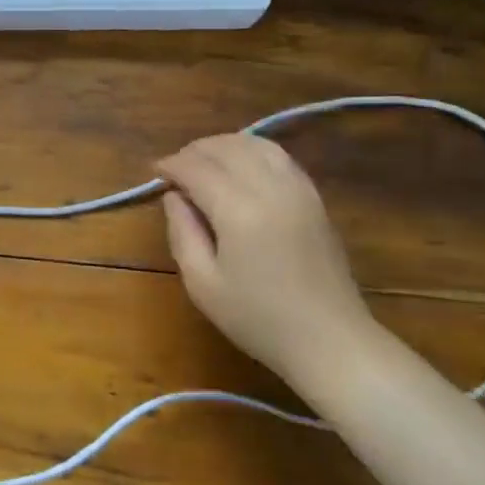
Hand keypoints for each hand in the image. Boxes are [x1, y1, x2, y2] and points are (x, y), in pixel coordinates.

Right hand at [155, 135, 375, 381]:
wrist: (329, 340)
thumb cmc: (258, 319)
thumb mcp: (202, 284)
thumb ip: (182, 232)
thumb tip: (174, 196)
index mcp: (238, 210)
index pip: (197, 168)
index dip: (171, 165)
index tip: (155, 171)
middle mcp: (270, 188)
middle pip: (226, 148)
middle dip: (194, 151)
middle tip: (175, 169)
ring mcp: (298, 189)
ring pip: (255, 144)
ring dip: (224, 145)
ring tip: (204, 162)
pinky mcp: (314, 197)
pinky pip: (279, 157)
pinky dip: (252, 151)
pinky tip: (240, 167)